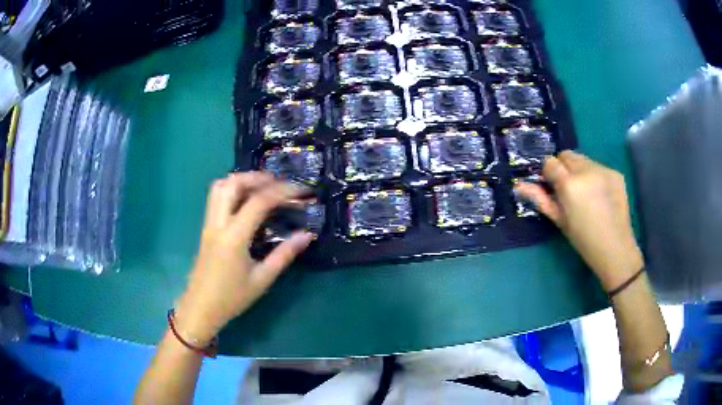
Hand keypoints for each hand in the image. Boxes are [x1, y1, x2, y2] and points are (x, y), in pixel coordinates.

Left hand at [173, 172, 313, 343]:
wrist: (201, 308)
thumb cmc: (232, 298)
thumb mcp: (262, 279)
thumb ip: (284, 254)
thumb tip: (307, 235)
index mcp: (234, 237)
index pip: (258, 201)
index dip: (282, 191)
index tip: (301, 191)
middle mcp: (218, 223)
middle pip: (233, 183)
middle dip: (258, 177)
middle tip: (279, 184)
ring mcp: (209, 224)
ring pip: (220, 186)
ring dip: (242, 180)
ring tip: (262, 188)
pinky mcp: (206, 228)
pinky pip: (216, 198)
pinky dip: (232, 190)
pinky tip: (246, 202)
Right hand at [515, 151, 643, 291]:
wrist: (615, 247)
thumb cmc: (583, 239)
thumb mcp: (559, 220)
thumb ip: (540, 199)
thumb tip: (518, 185)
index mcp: (569, 184)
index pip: (550, 162)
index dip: (548, 173)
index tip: (551, 186)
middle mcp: (586, 170)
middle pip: (567, 155)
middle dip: (563, 167)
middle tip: (568, 189)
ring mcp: (603, 169)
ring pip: (583, 159)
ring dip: (579, 170)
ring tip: (586, 192)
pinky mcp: (615, 172)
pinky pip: (598, 166)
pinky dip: (595, 175)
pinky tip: (600, 194)